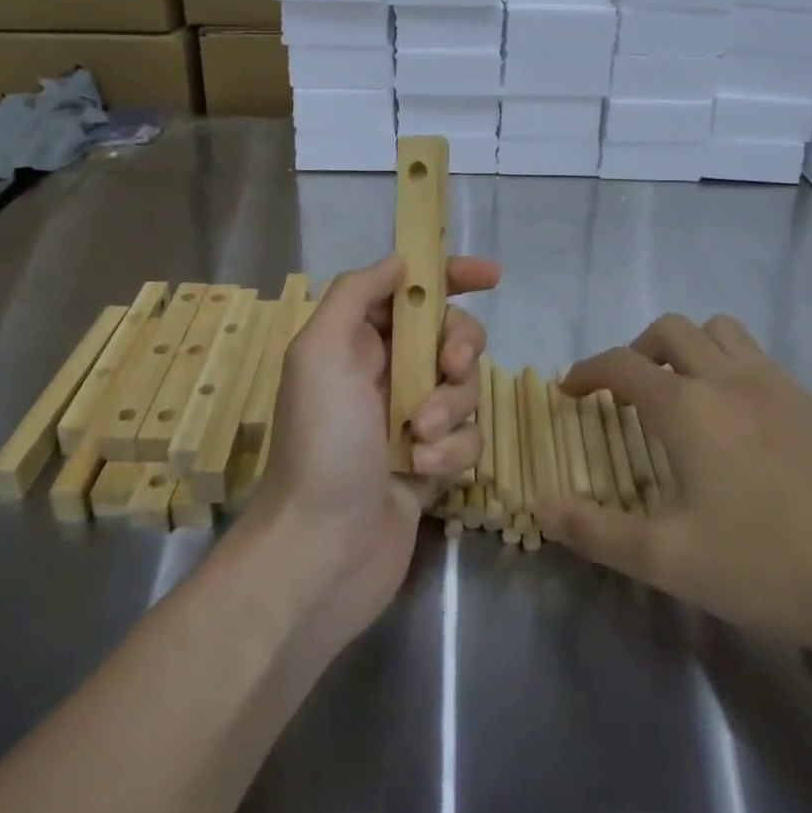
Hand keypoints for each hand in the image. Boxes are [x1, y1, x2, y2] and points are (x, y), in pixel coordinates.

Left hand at [251, 253, 497, 645]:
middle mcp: (386, 372)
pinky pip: (468, 437)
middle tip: (450, 367)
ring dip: (449, 408)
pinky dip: (451, 450)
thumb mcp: (320, 351)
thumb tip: (400, 262)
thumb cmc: (321, 441)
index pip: (412, 292)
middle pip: (451, 335)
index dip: (451, 276)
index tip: (491, 276)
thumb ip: (355, 294)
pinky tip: (422, 473)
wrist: (321, 550)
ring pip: (465, 387)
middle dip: (459, 347)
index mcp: (357, 341)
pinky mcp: (433, 461)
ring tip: (418, 439)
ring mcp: (412, 418)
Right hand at [535, 314, 811, 667]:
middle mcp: (724, 377)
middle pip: (669, 330)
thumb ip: (595, 531)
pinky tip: (736, 415)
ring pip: (718, 330)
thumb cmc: (766, 564)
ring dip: (687, 345)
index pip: (620, 364)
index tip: (570, 390)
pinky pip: (756, 355)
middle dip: (636, 349)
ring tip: (680, 389)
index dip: (587, 370)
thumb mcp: (667, 559)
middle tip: (626, 391)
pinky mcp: (810, 403)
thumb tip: (539, 505)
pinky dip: (728, 362)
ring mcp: (774, 384)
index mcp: (685, 405)